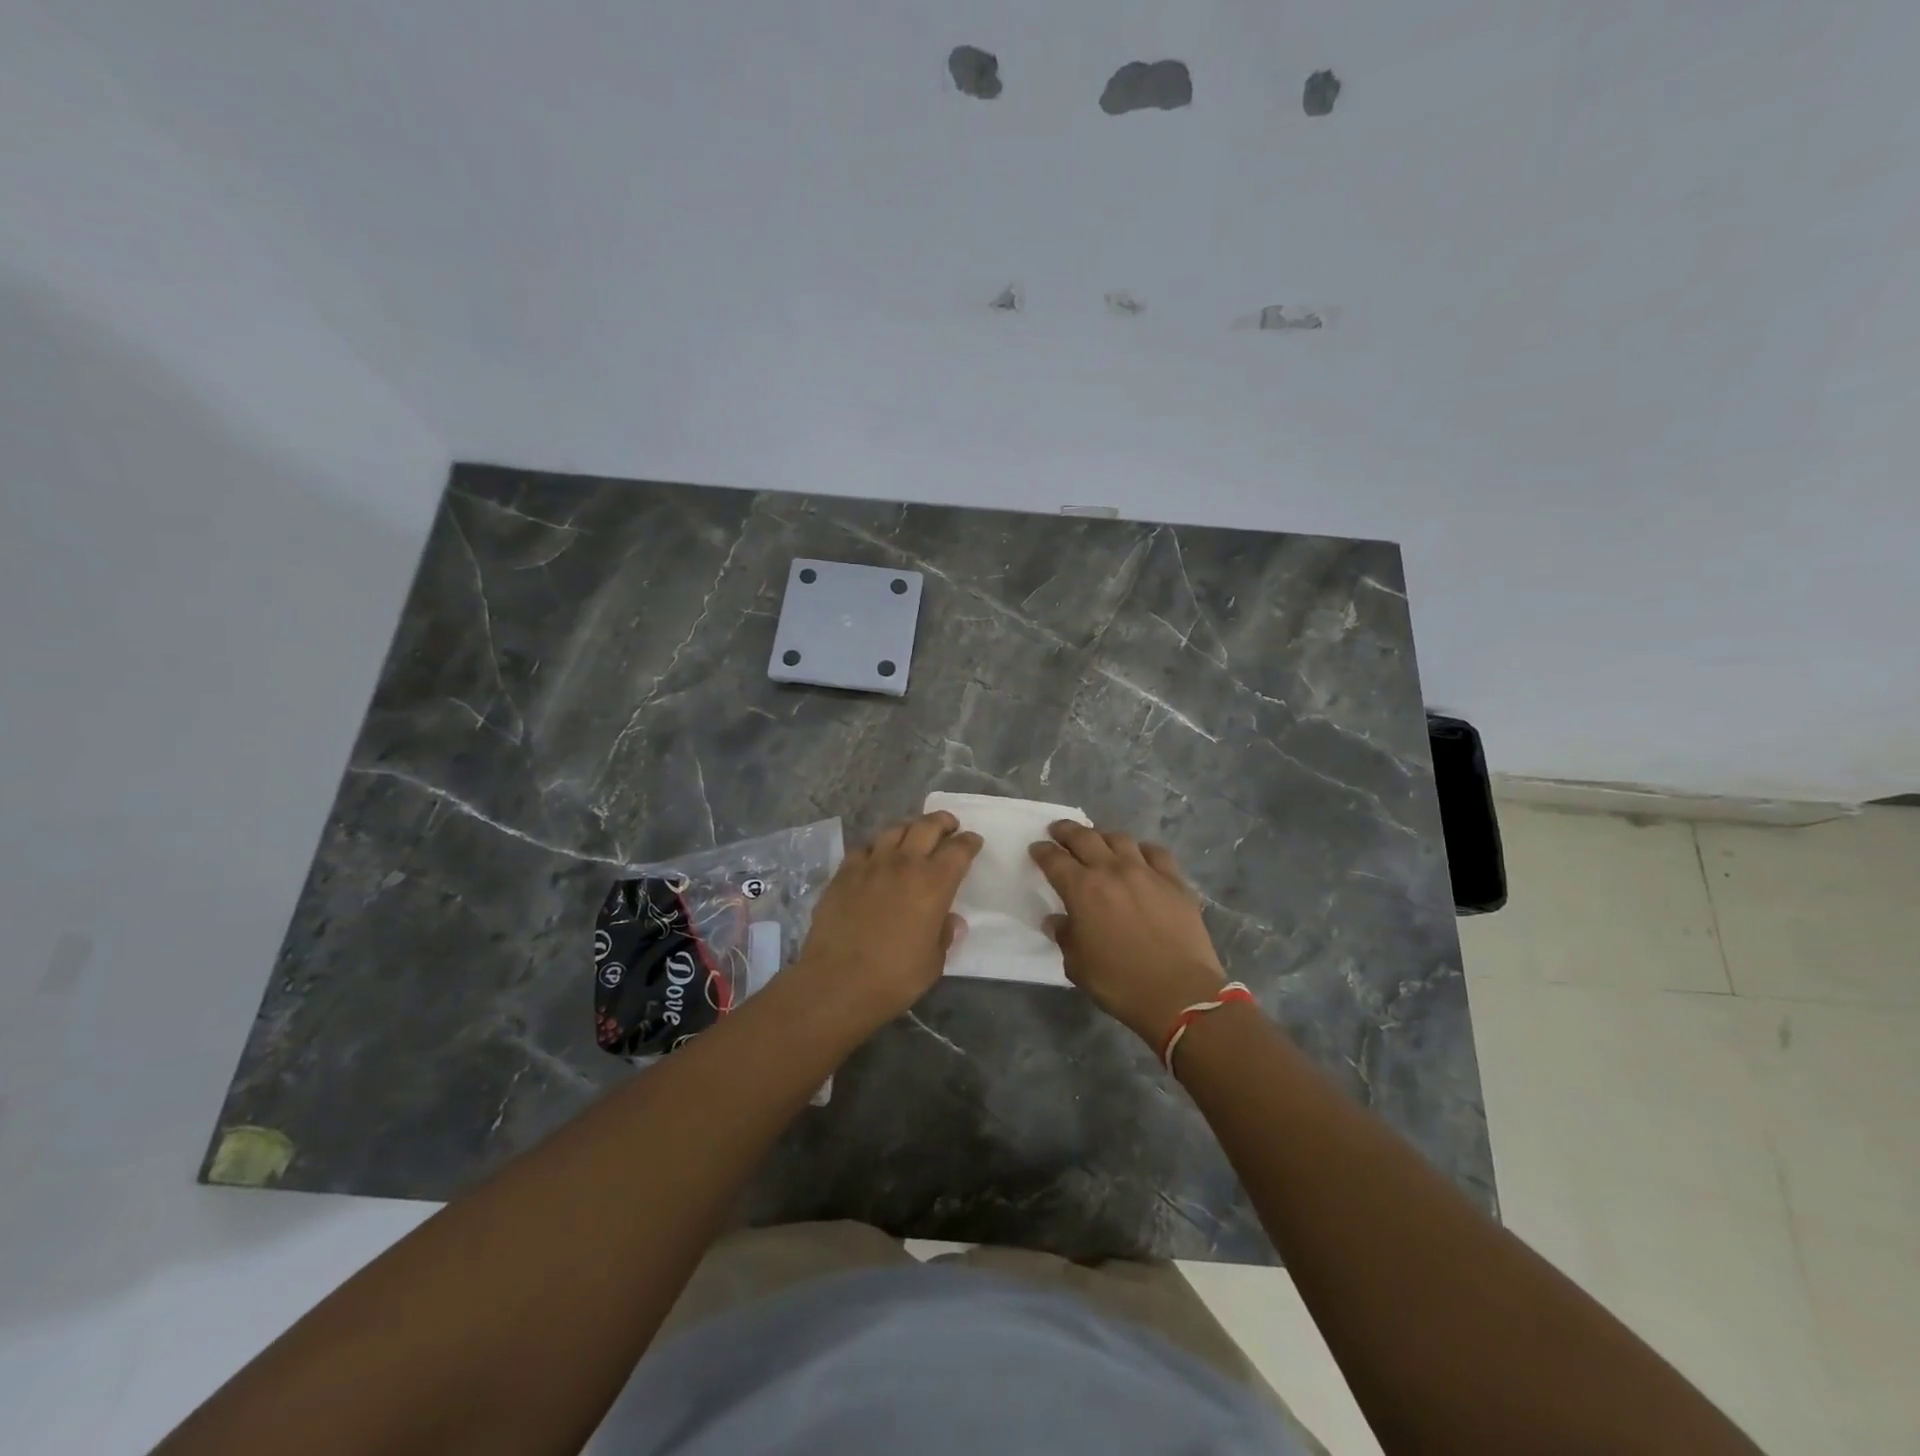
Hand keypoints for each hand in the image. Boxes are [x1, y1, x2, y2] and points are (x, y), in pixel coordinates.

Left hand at [792, 811, 981, 1032]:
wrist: (837, 982)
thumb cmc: (894, 978)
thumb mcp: (933, 962)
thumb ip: (944, 935)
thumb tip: (951, 921)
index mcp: (934, 884)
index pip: (959, 850)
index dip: (969, 842)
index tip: (973, 842)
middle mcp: (904, 864)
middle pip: (927, 826)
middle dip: (943, 821)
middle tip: (949, 826)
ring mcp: (870, 864)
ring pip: (894, 829)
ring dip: (910, 828)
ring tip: (914, 835)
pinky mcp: (843, 872)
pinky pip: (864, 847)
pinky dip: (876, 846)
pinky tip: (876, 856)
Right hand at [1030, 823, 1227, 1046]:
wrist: (1180, 994)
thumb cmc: (1120, 983)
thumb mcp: (1077, 965)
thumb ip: (1064, 936)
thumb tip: (1056, 920)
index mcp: (1082, 889)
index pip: (1054, 859)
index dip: (1042, 851)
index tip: (1036, 848)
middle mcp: (1112, 871)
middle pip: (1085, 837)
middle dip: (1067, 831)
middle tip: (1059, 830)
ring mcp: (1146, 872)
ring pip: (1120, 839)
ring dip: (1103, 836)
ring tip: (1098, 841)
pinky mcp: (1175, 881)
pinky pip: (1156, 853)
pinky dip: (1142, 850)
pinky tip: (1140, 856)